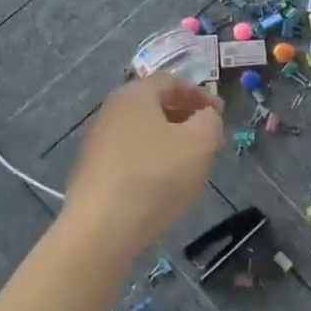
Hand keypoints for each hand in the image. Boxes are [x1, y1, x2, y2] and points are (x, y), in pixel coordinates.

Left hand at [62, 74, 223, 257]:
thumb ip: (210, 121)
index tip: (219, 114)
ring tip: (188, 165)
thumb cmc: (155, 176)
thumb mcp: (200, 143)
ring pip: (142, 133)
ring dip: (168, 142)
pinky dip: (150, 162)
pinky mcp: (91, 172)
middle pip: (154, 105)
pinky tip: (161, 186)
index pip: (171, 81)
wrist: (101, 229)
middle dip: (184, 118)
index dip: (199, 94)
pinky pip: (129, 156)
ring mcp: (96, 142)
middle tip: (207, 138)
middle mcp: (111, 111)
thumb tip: (205, 117)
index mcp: (135, 95)